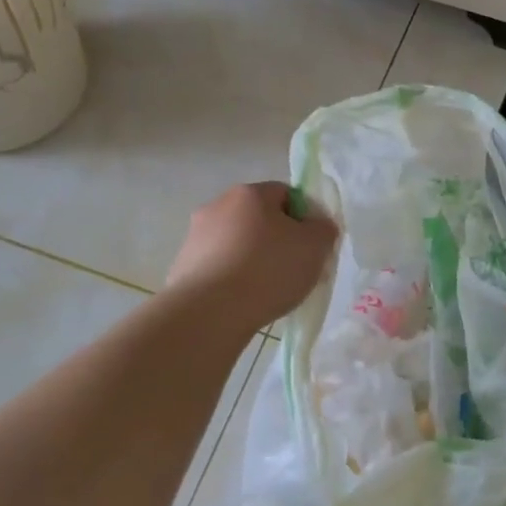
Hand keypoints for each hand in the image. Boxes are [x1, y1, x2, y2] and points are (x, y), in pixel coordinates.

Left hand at [166, 182, 337, 328]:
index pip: (286, 194)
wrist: (210, 312)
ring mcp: (195, 236)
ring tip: (268, 291)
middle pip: (259, 218)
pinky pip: (219, 267)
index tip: (312, 247)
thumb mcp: (315, 246)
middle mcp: (218, 206)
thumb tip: (318, 226)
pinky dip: (233, 279)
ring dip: (253, 260)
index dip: (304, 218)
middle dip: (278, 240)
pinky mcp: (182, 266)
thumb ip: (323, 229)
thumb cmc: (268, 270)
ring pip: (237, 243)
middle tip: (294, 270)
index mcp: (250, 193)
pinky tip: (243, 301)